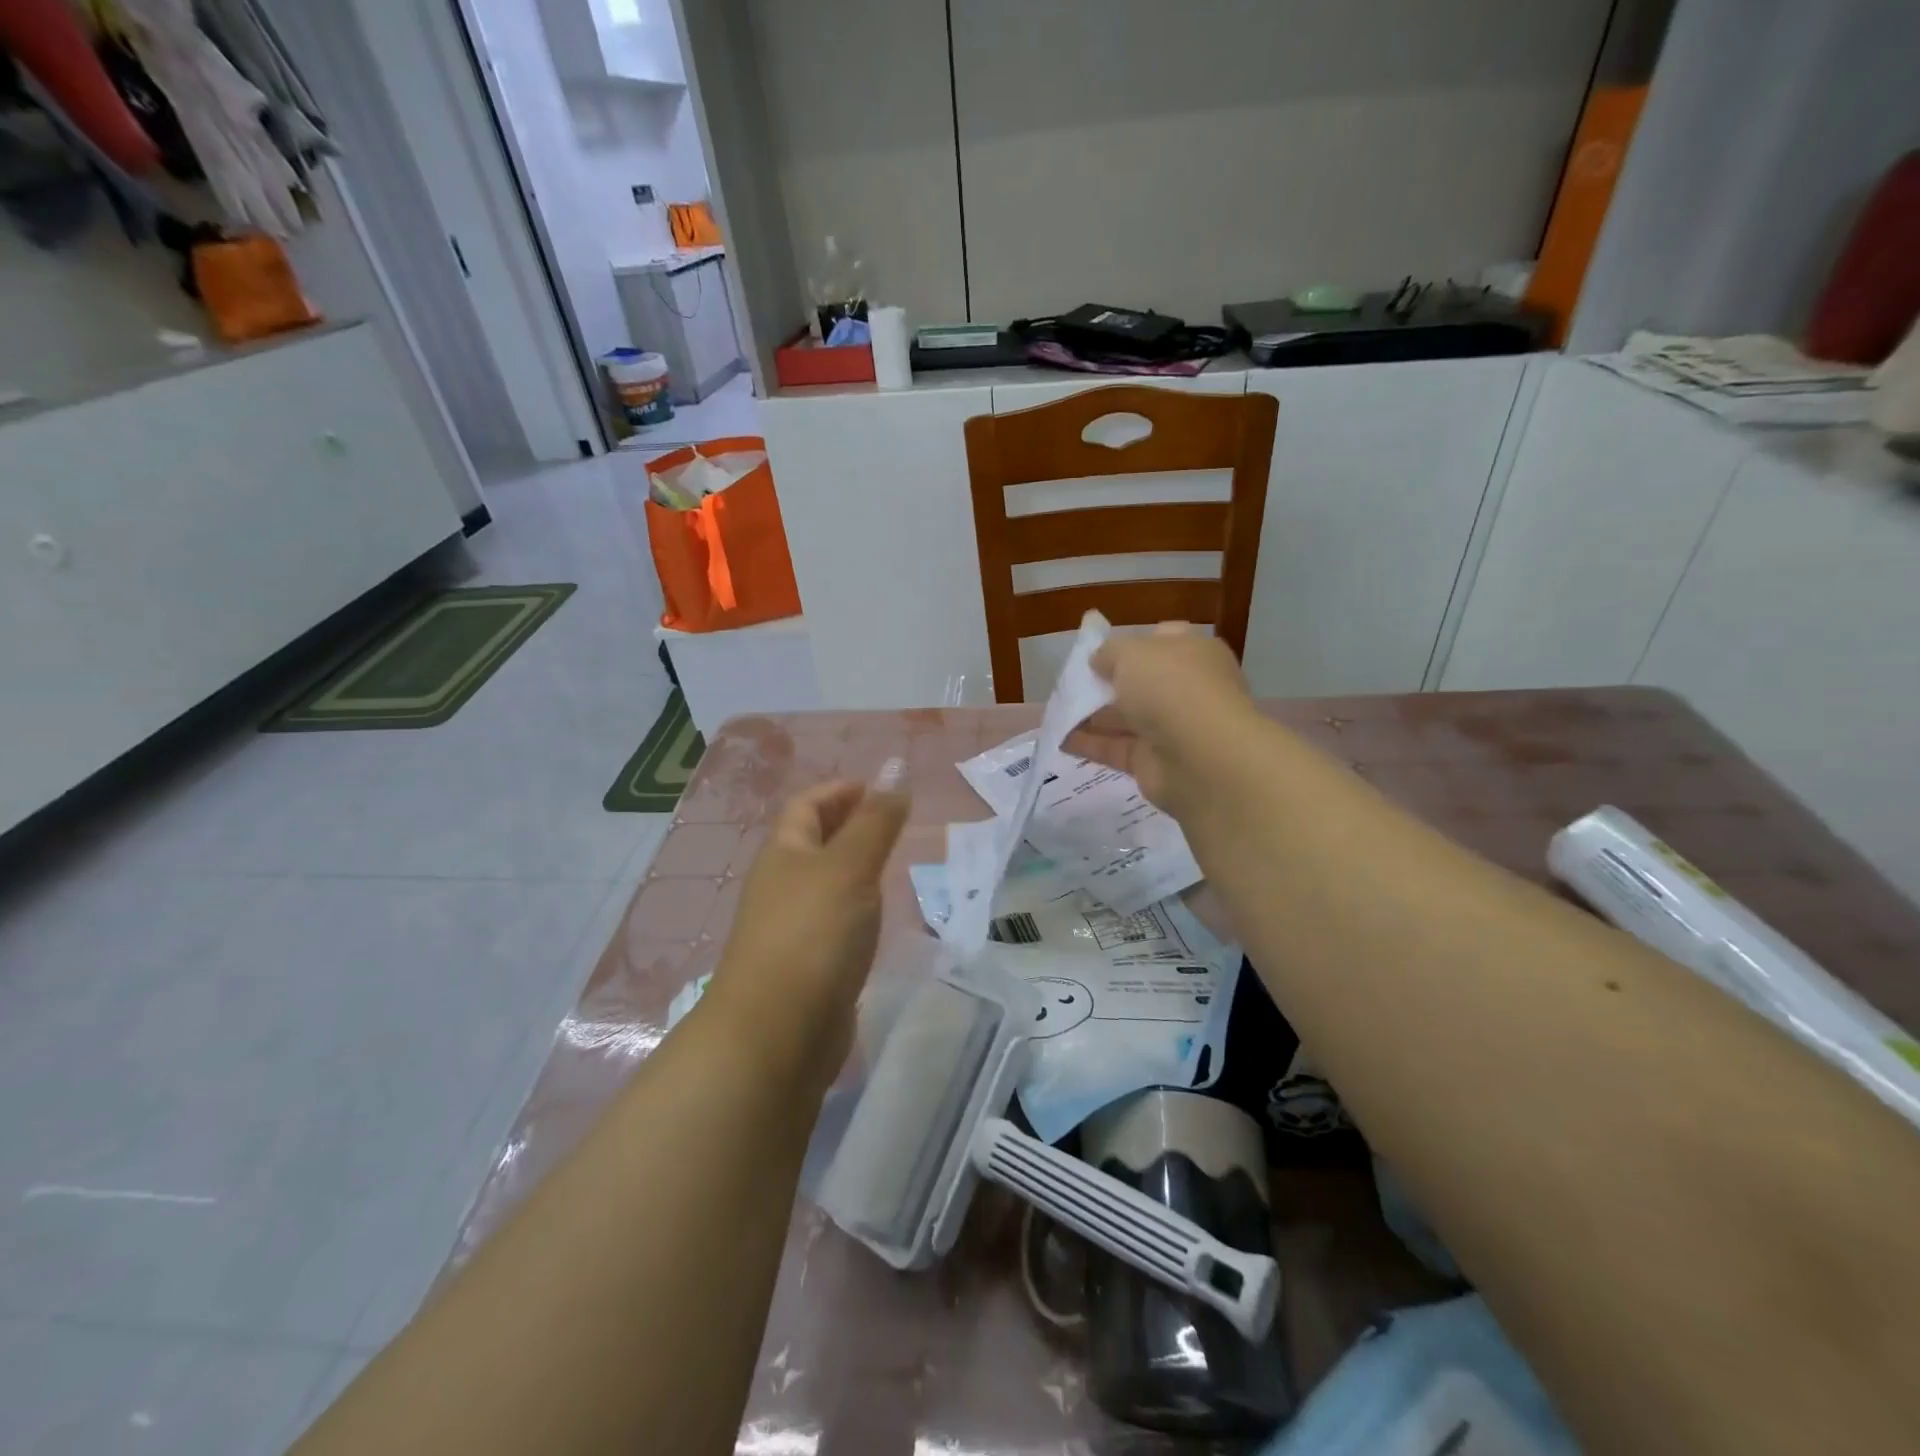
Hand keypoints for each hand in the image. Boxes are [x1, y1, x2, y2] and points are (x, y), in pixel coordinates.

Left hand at [707, 763, 909, 1086]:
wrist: (778, 1034)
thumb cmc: (813, 934)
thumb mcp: (850, 866)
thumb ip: (876, 821)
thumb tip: (895, 768)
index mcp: (784, 854)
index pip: (807, 806)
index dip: (840, 791)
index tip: (881, 790)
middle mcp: (782, 886)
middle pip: (813, 842)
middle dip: (849, 825)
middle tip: (894, 823)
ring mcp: (791, 929)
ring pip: (825, 884)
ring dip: (855, 868)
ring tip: (894, 865)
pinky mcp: (807, 967)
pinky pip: (834, 922)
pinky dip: (857, 908)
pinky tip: (879, 918)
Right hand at [1065, 624, 1258, 817]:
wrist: (1203, 757)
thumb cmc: (1171, 688)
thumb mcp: (1132, 652)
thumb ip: (1109, 653)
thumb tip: (1099, 662)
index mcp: (1192, 653)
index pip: (1162, 641)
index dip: (1130, 643)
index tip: (1098, 651)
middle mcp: (1186, 689)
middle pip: (1140, 683)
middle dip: (1106, 682)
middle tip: (1070, 683)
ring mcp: (1171, 729)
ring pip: (1125, 718)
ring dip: (1091, 715)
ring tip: (1056, 712)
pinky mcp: (1153, 763)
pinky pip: (1116, 749)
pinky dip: (1089, 744)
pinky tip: (1059, 740)